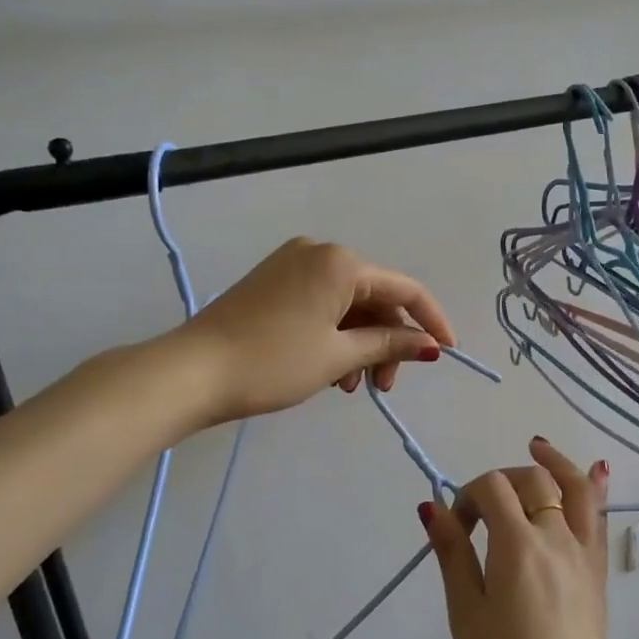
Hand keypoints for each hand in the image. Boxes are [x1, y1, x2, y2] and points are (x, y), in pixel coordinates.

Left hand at [180, 237, 454, 424]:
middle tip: (383, 387)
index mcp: (341, 262)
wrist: (191, 371)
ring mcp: (293, 264)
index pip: (405, 288)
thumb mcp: (337, 356)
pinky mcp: (273, 281)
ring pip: (348, 303)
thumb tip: (429, 345)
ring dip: (360, 343)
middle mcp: (320, 252)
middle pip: (375, 296)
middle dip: (387, 340)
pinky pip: (321, 303)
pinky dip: (334, 334)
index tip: (447, 351)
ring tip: (351, 387)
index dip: (430, 320)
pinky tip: (330, 370)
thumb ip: (388, 344)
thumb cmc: (272, 361)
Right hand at [420, 439, 612, 638]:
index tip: (456, 528)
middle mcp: (555, 537)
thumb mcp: (465, 612)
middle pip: (532, 480)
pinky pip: (600, 518)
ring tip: (537, 446)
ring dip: (554, 462)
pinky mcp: (597, 570)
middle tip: (482, 511)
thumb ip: (452, 553)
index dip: (468, 496)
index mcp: (517, 545)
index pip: (493, 488)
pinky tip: (596, 470)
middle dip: (502, 480)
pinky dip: (595, 487)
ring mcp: (582, 552)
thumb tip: (431, 506)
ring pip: (574, 488)